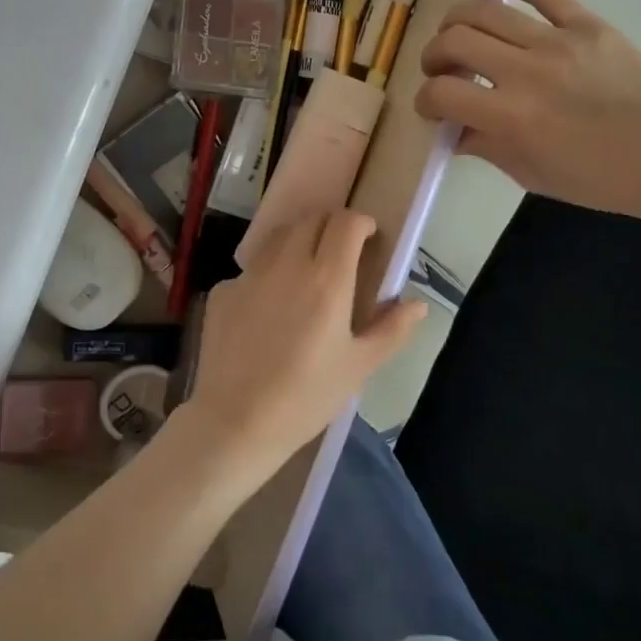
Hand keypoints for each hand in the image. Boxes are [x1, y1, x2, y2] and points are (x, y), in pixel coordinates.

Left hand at [175, 211, 425, 485]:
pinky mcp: (222, 290)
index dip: (361, 223)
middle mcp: (286, 264)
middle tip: (340, 251)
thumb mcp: (359, 366)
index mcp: (327, 278)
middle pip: (311, 219)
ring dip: (298, 240)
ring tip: (306, 271)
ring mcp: (249, 274)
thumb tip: (417, 304)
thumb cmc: (307, 396)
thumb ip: (392, 329)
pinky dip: (267, 275)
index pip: (346, 222)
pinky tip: (268, 309)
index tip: (368, 238)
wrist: (236, 421)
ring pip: (278, 237)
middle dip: (330, 225)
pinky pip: (252, 269)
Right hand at [414, 0, 640, 224]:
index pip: (441, 93)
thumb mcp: (530, 174)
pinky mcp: (587, 24)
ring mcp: (558, 41)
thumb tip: (455, 131)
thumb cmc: (597, 179)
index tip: (432, 108)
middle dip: (434, 56)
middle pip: (455, 42)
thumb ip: (485, 147)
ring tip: (456, 34)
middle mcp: (526, 71)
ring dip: (457, 21)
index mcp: (510, 116)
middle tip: (440, 70)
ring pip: (487, 11)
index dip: (425, 100)